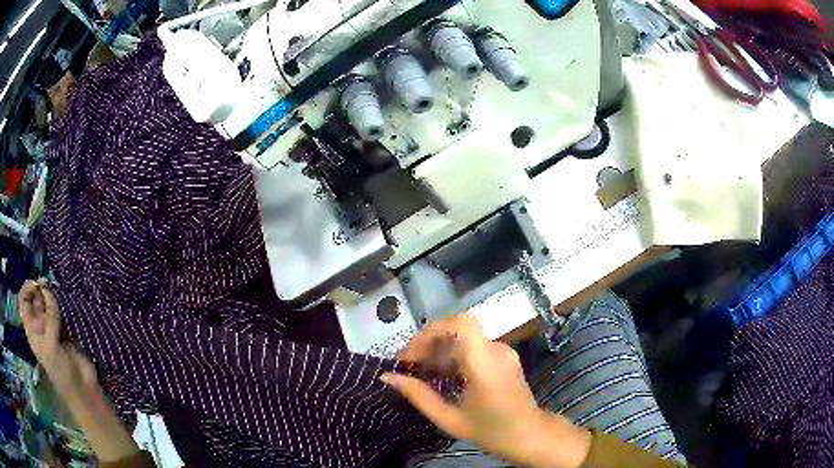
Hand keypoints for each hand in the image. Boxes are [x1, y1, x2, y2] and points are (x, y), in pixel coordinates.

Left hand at [20, 281, 141, 462]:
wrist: (82, 388)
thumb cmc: (61, 372)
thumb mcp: (51, 346)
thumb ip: (48, 317)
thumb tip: (47, 288)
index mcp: (32, 330)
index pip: (24, 302)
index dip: (27, 290)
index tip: (36, 283)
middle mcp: (39, 326)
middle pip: (35, 299)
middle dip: (39, 288)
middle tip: (48, 283)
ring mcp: (51, 327)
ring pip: (47, 302)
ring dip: (50, 293)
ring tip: (56, 289)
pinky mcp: (64, 328)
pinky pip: (59, 309)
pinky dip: (60, 301)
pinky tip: (63, 298)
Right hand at [381, 314, 590, 467]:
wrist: (529, 434)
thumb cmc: (491, 430)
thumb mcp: (449, 419)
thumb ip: (419, 396)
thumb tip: (387, 377)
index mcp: (485, 363)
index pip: (460, 323)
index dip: (432, 331)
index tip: (412, 355)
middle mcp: (496, 349)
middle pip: (457, 330)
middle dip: (428, 344)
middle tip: (410, 368)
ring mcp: (502, 351)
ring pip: (464, 338)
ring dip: (439, 351)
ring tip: (422, 375)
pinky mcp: (504, 357)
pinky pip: (473, 347)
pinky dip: (453, 357)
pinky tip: (443, 378)